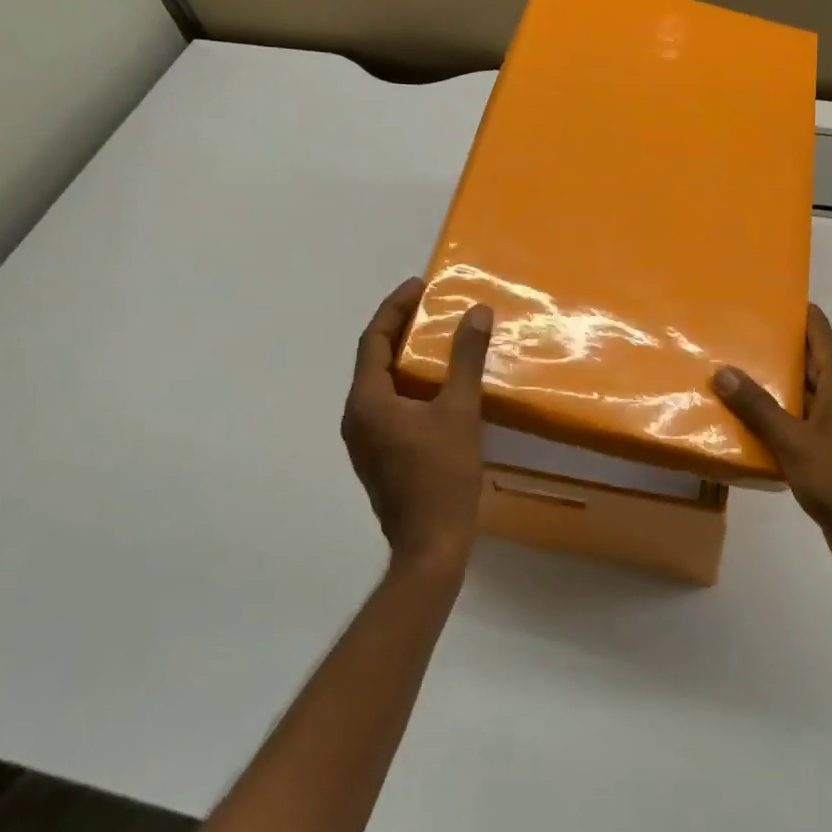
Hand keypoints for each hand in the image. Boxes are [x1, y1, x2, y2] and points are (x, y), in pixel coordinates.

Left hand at [341, 278, 492, 572]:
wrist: (431, 546)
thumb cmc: (442, 475)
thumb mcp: (459, 410)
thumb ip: (465, 358)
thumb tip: (475, 312)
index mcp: (367, 401)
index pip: (374, 340)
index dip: (395, 307)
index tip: (419, 285)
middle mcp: (356, 417)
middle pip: (373, 360)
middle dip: (399, 328)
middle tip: (430, 307)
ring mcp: (364, 441)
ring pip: (380, 385)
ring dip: (404, 358)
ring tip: (435, 339)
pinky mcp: (378, 457)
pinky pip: (388, 405)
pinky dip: (407, 384)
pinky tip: (435, 386)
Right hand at [715, 304, 831, 596]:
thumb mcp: (794, 443)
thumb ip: (758, 407)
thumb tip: (723, 371)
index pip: (821, 333)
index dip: (798, 311)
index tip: (766, 295)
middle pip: (809, 360)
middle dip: (776, 344)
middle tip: (735, 332)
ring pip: (802, 393)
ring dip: (772, 382)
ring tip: (730, 369)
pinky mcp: (830, 453)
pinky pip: (798, 421)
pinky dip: (775, 415)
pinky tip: (745, 420)